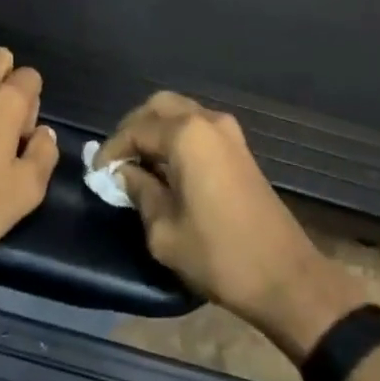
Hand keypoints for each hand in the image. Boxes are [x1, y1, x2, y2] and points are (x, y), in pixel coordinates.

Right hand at [95, 93, 363, 358]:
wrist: (283, 274)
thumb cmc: (218, 254)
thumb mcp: (164, 231)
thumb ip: (139, 192)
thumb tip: (124, 174)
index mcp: (186, 134)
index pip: (136, 129)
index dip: (112, 150)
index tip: (96, 174)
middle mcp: (207, 120)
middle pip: (160, 106)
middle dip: (134, 128)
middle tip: (117, 160)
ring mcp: (227, 131)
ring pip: (181, 112)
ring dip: (156, 130)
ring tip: (138, 164)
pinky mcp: (239, 147)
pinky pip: (198, 127)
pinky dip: (177, 137)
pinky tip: (166, 167)